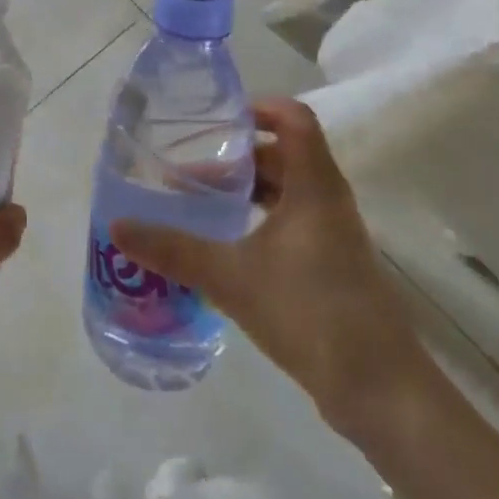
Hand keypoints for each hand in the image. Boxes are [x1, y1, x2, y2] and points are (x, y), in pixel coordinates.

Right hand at [112, 98, 428, 441]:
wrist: (380, 391)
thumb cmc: (310, 313)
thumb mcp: (231, 277)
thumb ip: (173, 250)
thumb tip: (118, 227)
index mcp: (315, 186)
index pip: (294, 119)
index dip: (258, 107)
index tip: (215, 119)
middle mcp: (328, 201)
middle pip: (282, 155)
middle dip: (234, 158)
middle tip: (187, 170)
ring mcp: (333, 235)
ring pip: (285, 192)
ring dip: (244, 192)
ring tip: (198, 204)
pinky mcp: (331, 267)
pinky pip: (290, 224)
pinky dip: (257, 221)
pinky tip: (224, 246)